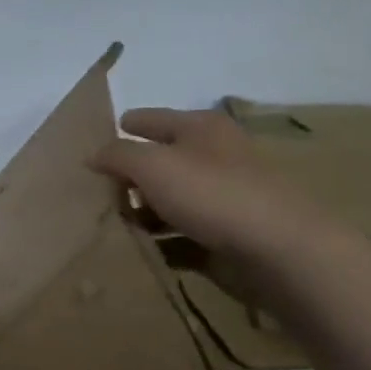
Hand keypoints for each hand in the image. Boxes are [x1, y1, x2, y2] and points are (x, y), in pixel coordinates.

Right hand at [91, 108, 351, 275]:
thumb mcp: (152, 165)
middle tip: (95, 192)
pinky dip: (161, 242)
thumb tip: (93, 155)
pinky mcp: (223, 235)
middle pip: (160, 162)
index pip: (152, 119)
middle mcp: (213, 157)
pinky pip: (180, 236)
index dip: (126, 126)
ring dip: (141, 213)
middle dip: (128, 176)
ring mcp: (221, 198)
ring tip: (112, 225)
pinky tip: (139, 250)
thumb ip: (117, 155)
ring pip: (169, 201)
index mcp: (201, 128)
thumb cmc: (212, 194)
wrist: (277, 249)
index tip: (95, 141)